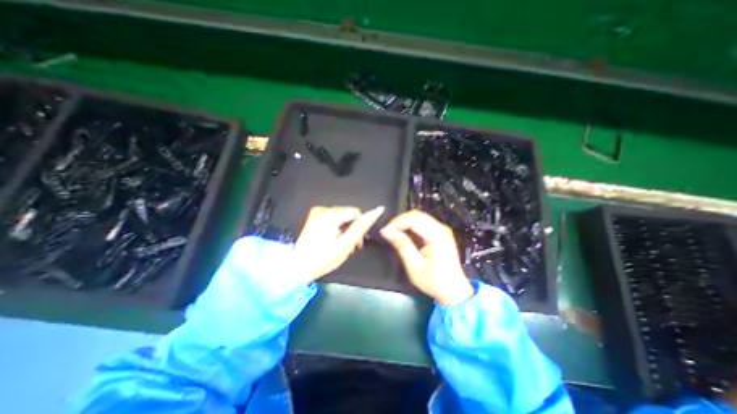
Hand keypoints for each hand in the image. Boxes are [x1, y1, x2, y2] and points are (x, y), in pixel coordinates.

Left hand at [294, 206, 385, 283]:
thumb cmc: (324, 258)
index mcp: (331, 215)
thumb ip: (362, 227)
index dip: (360, 225)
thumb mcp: (346, 244)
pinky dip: (337, 227)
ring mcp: (317, 212)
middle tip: (352, 246)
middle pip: (348, 213)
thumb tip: (378, 210)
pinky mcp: (314, 217)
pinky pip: (332, 218)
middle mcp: (323, 209)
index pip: (356, 212)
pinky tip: (334, 239)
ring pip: (341, 216)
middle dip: (353, 228)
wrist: (298, 267)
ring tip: (343, 244)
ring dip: (346, 228)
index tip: (359, 242)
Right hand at [380, 211, 471, 305]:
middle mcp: (442, 229)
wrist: (454, 291)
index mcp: (437, 236)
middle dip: (400, 220)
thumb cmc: (434, 281)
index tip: (385, 231)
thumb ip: (402, 245)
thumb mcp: (414, 266)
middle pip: (417, 215)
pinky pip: (424, 222)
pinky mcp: (441, 233)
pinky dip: (411, 225)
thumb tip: (386, 231)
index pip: (414, 219)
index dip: (397, 222)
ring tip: (393, 232)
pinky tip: (404, 233)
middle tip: (388, 231)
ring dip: (405, 222)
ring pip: (420, 216)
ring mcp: (443, 230)